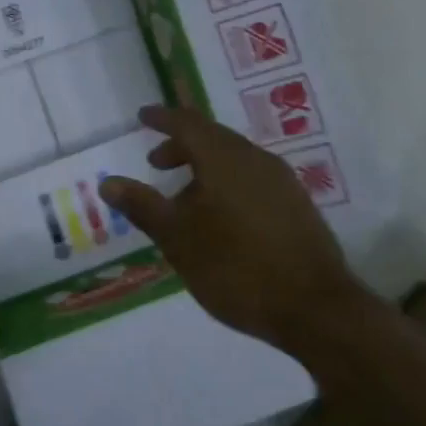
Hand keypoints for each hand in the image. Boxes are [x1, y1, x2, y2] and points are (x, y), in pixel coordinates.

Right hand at [98, 105, 367, 356]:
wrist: (315, 308)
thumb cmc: (236, 267)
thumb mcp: (178, 238)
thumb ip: (143, 206)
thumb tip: (109, 182)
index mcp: (225, 159)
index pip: (188, 123)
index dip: (162, 118)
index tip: (142, 116)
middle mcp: (256, 160)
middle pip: (213, 138)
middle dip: (181, 146)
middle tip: (156, 164)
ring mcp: (282, 182)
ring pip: (235, 160)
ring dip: (204, 168)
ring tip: (184, 199)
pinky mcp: (297, 206)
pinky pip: (252, 179)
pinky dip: (227, 184)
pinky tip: (220, 218)